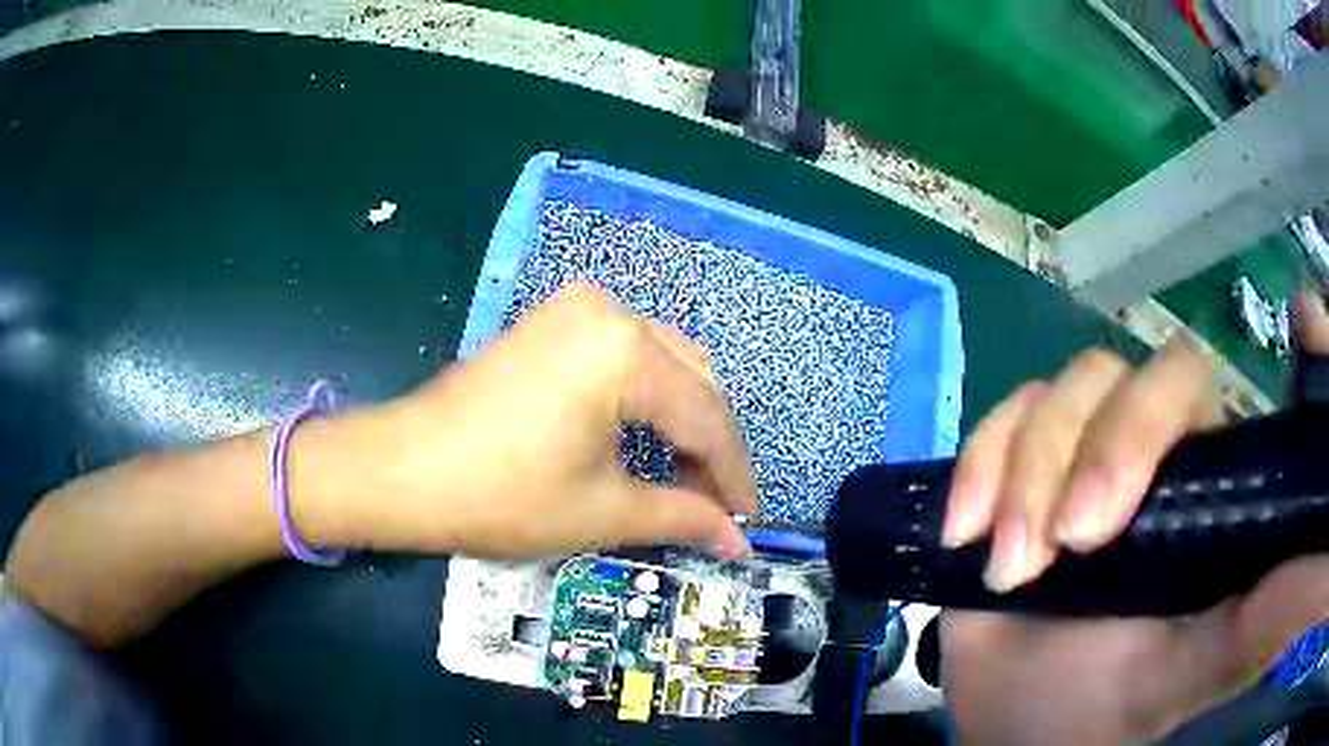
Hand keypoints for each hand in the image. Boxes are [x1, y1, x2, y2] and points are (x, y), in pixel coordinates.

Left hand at [358, 283, 757, 558]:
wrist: (404, 470)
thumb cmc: (502, 496)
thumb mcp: (602, 512)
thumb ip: (683, 517)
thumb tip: (737, 539)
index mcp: (625, 352)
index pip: (705, 418)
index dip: (733, 475)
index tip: (748, 518)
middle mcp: (610, 312)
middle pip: (692, 381)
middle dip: (710, 446)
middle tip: (717, 505)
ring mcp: (576, 309)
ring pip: (664, 362)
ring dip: (683, 418)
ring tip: (686, 477)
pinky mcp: (553, 321)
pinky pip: (626, 353)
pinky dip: (648, 395)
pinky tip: (648, 436)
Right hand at [937, 291, 1328, 744]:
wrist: (1002, 723)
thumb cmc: (1099, 710)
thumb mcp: (1187, 676)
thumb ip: (1258, 629)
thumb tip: (1315, 580)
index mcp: (1209, 485)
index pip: (1221, 389)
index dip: (1250, 356)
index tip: (1298, 320)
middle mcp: (1156, 450)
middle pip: (1141, 375)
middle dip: (1104, 449)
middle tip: (1071, 544)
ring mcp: (1083, 450)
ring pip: (1067, 390)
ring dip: (1029, 475)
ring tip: (1011, 568)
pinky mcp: (1019, 463)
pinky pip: (1003, 416)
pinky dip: (981, 464)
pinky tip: (966, 531)